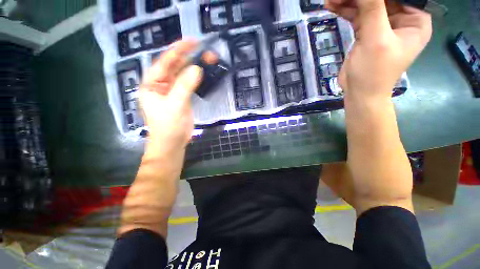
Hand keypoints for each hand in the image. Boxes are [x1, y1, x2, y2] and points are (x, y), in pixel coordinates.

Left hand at [140, 39, 216, 156]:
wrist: (172, 143)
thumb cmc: (168, 126)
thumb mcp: (175, 105)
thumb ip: (185, 86)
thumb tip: (197, 68)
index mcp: (152, 84)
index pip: (164, 62)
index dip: (178, 50)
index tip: (192, 41)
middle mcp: (161, 84)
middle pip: (175, 66)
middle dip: (189, 57)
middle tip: (204, 50)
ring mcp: (172, 91)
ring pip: (183, 75)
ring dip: (194, 67)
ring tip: (207, 59)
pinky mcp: (182, 98)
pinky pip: (188, 84)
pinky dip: (196, 78)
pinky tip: (203, 72)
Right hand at [327, 0, 431, 98]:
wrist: (359, 93)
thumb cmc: (374, 72)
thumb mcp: (376, 39)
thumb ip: (372, 10)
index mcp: (415, 20)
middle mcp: (402, 19)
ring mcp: (383, 25)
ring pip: (367, 5)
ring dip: (349, 1)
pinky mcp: (367, 32)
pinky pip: (357, 16)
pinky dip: (345, 10)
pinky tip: (333, 6)